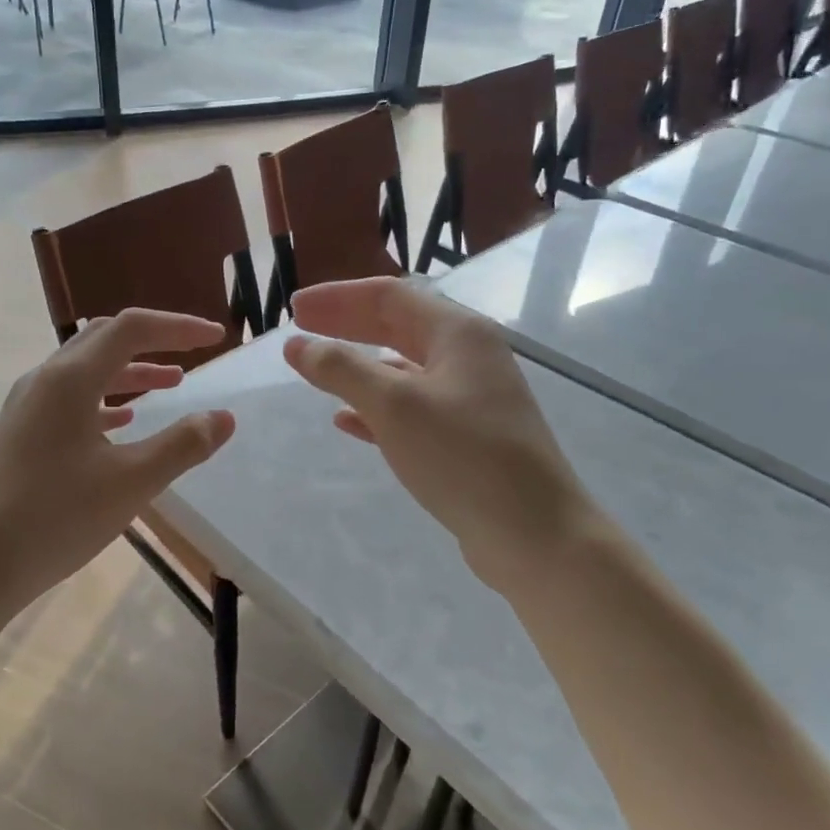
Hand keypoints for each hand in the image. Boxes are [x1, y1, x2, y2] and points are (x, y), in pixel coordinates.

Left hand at [0, 309, 235, 614]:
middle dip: (153, 340)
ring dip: (131, 370)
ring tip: (171, 383)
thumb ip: (182, 445)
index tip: (217, 338)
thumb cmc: (56, 518)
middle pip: (105, 338)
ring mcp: (27, 405)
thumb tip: (223, 417)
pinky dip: (105, 398)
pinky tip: (123, 420)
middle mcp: (45, 380)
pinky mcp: (21, 432)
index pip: (131, 329)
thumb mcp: (131, 483)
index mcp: (70, 379)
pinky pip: (70, 398)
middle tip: (193, 352)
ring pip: (87, 369)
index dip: (178, 327)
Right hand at [283, 277, 603, 591]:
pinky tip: (346, 420)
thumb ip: (342, 370)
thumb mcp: (395, 406)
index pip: (389, 295)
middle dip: (346, 324)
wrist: (534, 534)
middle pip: (396, 325)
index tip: (295, 308)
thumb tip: (297, 346)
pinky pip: (410, 407)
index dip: (338, 297)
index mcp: (458, 332)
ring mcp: (469, 397)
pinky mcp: (465, 436)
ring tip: (317, 370)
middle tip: (300, 328)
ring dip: (358, 365)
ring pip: (402, 367)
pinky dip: (375, 406)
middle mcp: (467, 356)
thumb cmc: (463, 456)